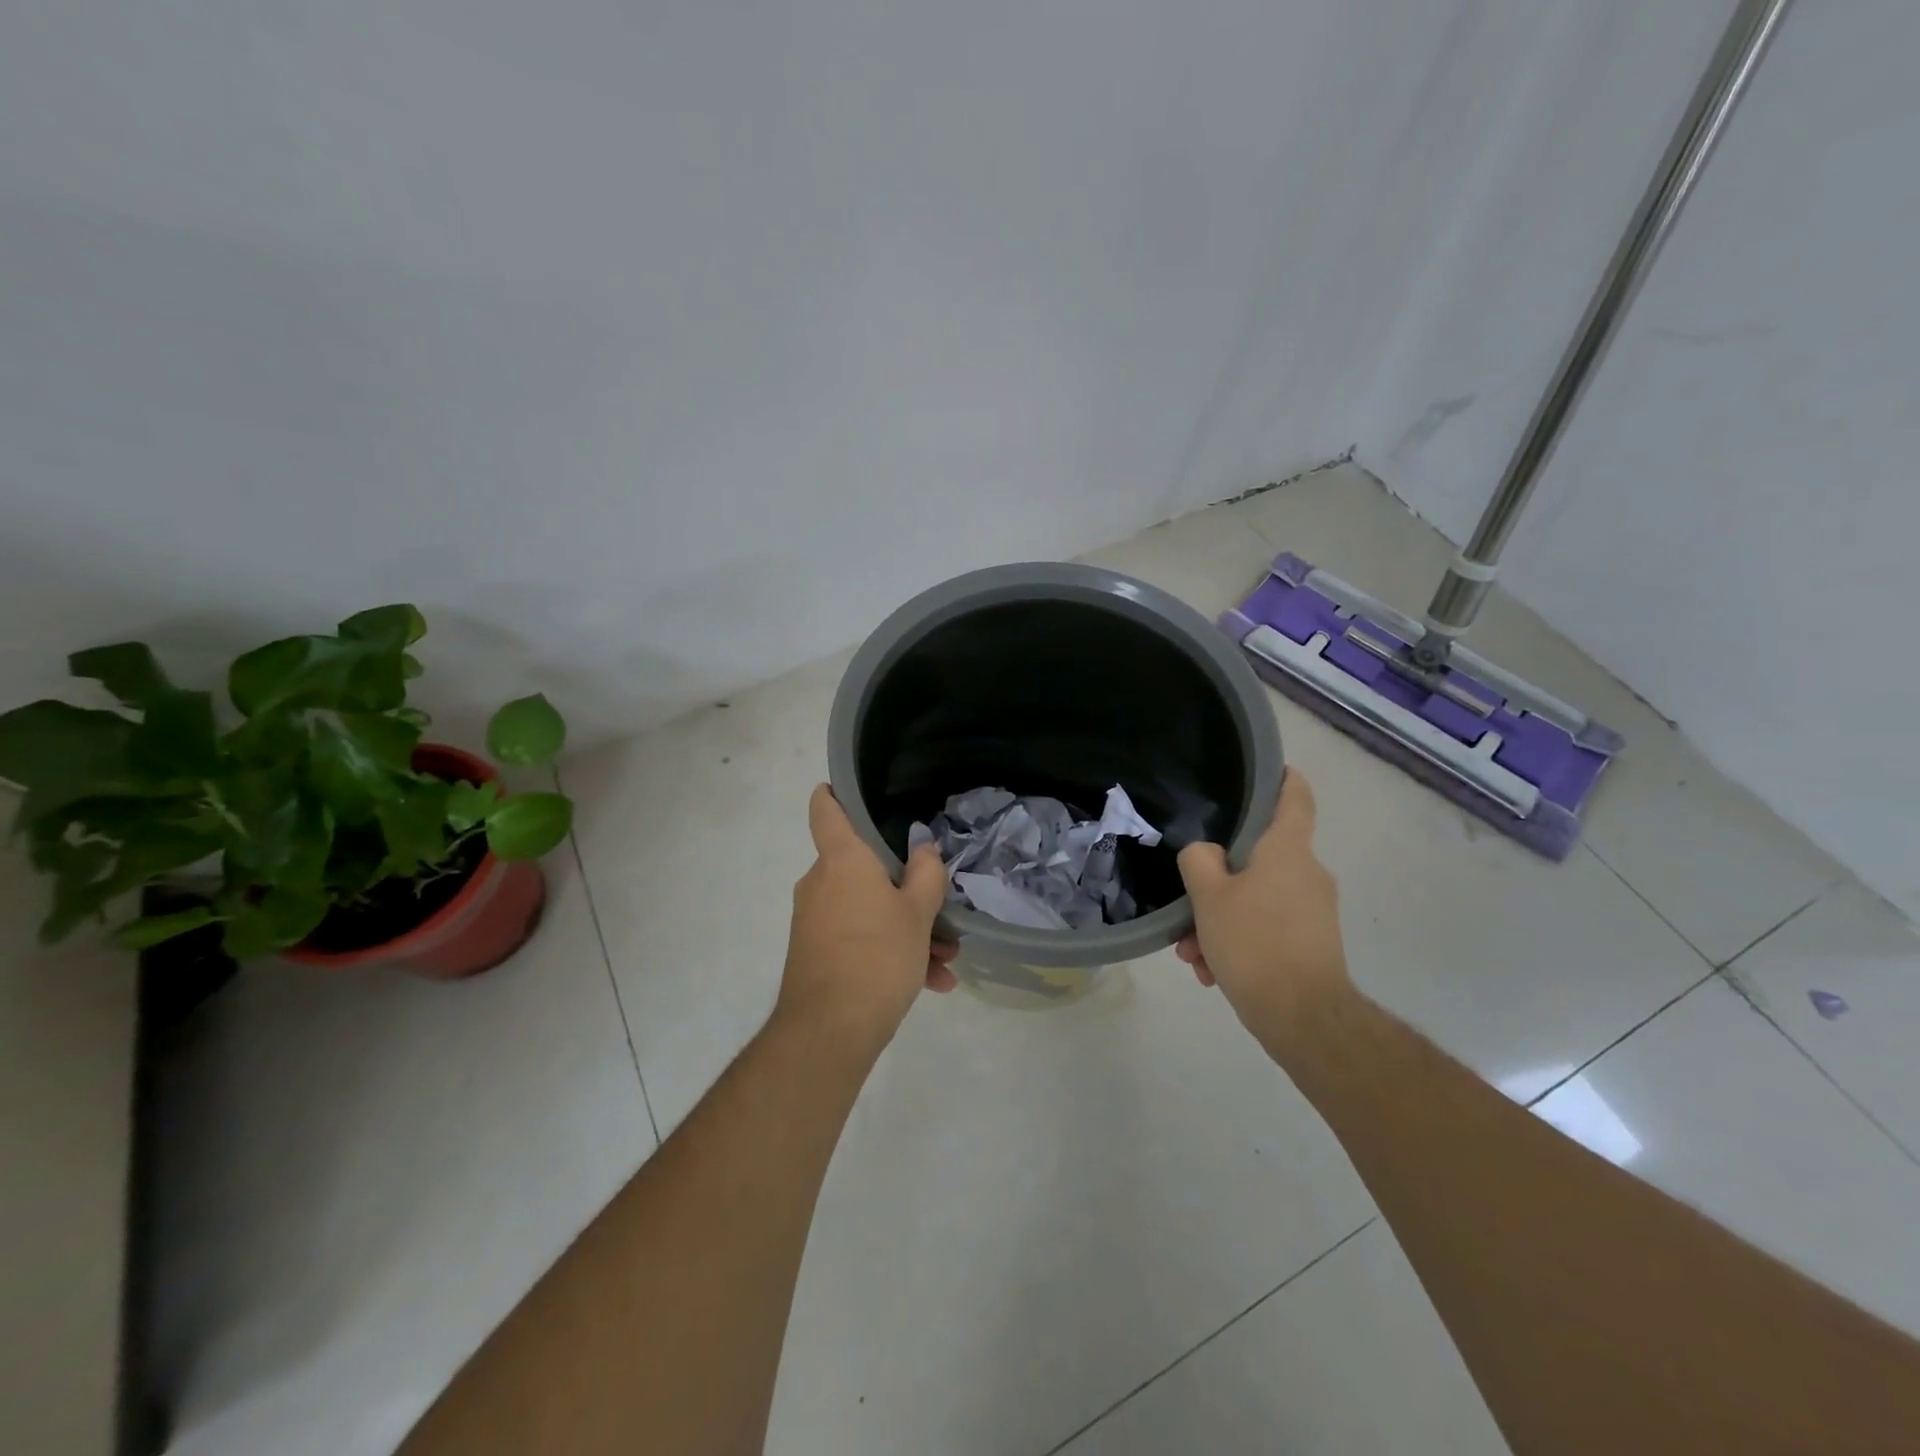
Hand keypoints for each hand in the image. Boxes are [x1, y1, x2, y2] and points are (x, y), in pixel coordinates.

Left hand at [775, 784, 957, 1058]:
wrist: (829, 1031)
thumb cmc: (877, 956)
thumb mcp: (918, 913)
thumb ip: (926, 874)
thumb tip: (923, 849)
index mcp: (842, 859)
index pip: (826, 808)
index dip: (836, 792)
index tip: (853, 790)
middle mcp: (821, 881)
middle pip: (863, 867)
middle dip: (905, 887)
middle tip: (939, 909)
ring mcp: (815, 918)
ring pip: (867, 908)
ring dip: (906, 928)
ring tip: (945, 960)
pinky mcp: (814, 951)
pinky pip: (858, 937)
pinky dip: (889, 952)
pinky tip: (930, 983)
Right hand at [1175, 769, 1352, 1038]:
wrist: (1304, 1018)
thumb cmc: (1255, 942)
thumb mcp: (1209, 896)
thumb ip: (1199, 861)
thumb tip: (1206, 854)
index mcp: (1287, 850)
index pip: (1295, 796)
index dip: (1281, 777)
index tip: (1263, 770)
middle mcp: (1307, 873)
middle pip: (1258, 858)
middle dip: (1216, 882)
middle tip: (1187, 907)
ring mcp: (1312, 910)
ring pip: (1255, 899)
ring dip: (1219, 920)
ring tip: (1193, 955)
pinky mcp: (1311, 943)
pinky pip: (1266, 928)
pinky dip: (1238, 941)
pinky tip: (1213, 972)